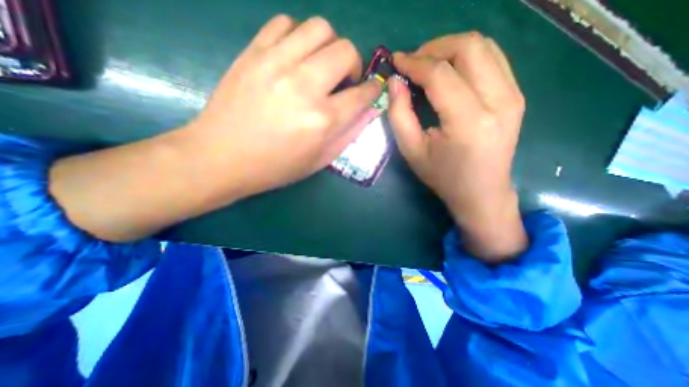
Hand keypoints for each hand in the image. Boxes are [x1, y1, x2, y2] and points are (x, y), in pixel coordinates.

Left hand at [182, 14, 382, 198]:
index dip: (373, 89)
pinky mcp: (253, 53)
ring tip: (321, 66)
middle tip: (344, 80)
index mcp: (323, 121)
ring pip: (320, 28)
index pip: (361, 94)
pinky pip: (285, 23)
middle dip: (354, 64)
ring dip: (329, 46)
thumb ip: (349, 135)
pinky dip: (298, 36)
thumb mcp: (319, 160)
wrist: (222, 157)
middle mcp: (305, 87)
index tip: (372, 89)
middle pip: (345, 51)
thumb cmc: (276, 167)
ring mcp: (276, 64)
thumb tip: (370, 111)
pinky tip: (295, 56)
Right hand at [386, 33, 528, 261]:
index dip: (415, 63)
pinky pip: (493, 59)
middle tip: (412, 62)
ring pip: (484, 47)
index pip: (441, 75)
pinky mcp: (516, 96)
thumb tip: (395, 81)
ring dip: (450, 49)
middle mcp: (499, 102)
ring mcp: (513, 96)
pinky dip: (467, 57)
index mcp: (469, 122)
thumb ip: (399, 115)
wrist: (481, 193)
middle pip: (469, 48)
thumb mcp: (411, 151)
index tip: (396, 61)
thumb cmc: (442, 177)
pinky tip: (449, 72)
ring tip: (428, 65)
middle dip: (434, 48)